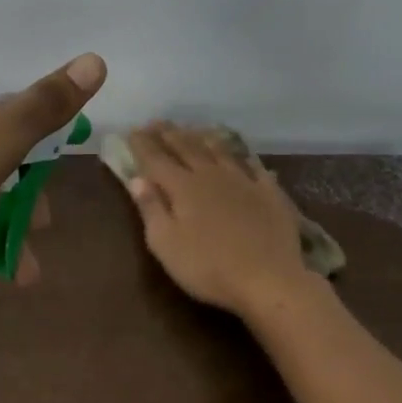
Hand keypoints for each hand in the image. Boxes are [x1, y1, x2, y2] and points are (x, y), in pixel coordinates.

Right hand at [122, 123, 314, 319]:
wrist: (269, 279)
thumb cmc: (208, 267)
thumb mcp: (166, 245)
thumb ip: (151, 208)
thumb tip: (137, 179)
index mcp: (183, 187)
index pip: (157, 159)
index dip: (143, 144)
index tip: (133, 130)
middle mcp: (211, 175)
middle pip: (187, 148)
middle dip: (169, 134)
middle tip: (157, 122)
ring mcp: (243, 181)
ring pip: (219, 151)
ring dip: (203, 137)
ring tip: (193, 129)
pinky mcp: (269, 193)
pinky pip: (255, 167)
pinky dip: (244, 158)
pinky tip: (243, 156)